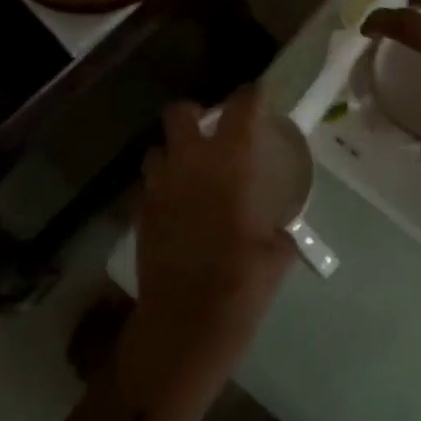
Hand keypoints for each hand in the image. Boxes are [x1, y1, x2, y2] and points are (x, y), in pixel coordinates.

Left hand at [123, 85, 295, 406]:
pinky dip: (163, 185)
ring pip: (157, 148)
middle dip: (195, 113)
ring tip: (193, 170)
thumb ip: (279, 231)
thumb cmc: (240, 286)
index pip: (238, 110)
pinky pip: (149, 184)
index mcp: (228, 166)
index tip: (258, 94)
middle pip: (180, 113)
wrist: (184, 326)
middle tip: (213, 130)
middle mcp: (188, 166)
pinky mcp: (140, 215)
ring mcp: (158, 189)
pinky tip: (180, 207)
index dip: (250, 95)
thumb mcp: (277, 255)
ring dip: (174, 151)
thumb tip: (280, 229)